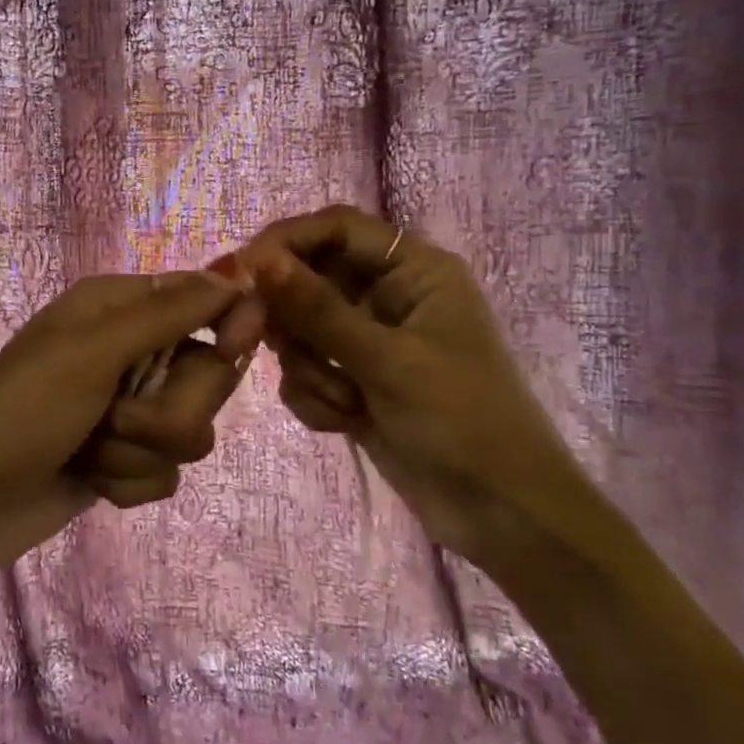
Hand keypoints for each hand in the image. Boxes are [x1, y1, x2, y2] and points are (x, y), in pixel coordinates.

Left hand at [0, 268, 260, 581]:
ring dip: (141, 450)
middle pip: (206, 374)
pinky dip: (128, 481)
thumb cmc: (24, 410)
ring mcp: (126, 412)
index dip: (226, 323)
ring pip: (191, 430)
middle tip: (117, 414)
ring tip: (92, 450)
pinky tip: (90, 480)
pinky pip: (166, 473)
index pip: (201, 299)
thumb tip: (237, 271)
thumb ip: (169, 312)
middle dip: (169, 408)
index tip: (230, 348)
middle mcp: (128, 353)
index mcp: (117, 308)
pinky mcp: (123, 462)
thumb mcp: (94, 350)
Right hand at [240, 205, 582, 564]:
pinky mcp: (354, 381)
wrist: (501, 515)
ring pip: (301, 330)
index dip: (287, 241)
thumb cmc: (462, 421)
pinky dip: (315, 396)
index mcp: (415, 271)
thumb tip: (257, 260)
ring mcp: (369, 341)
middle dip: (294, 320)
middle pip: (310, 279)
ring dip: (310, 369)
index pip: (337, 228)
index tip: (242, 271)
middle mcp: (389, 296)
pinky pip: (306, 370)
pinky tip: (345, 423)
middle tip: (277, 347)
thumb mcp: (388, 361)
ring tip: (345, 402)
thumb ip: (318, 310)